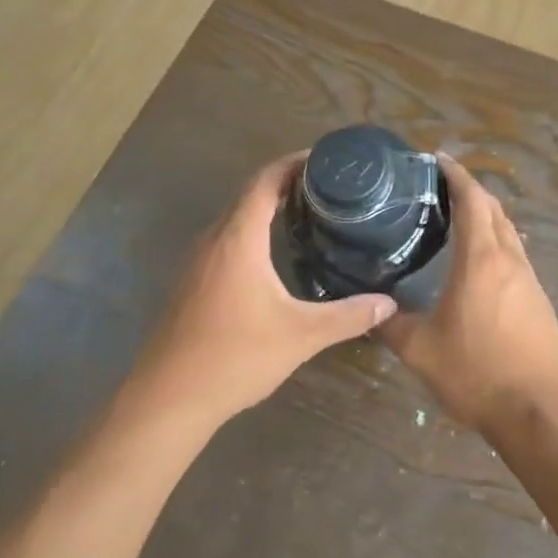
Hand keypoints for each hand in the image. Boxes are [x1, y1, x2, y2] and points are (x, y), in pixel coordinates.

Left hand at [125, 154, 396, 428]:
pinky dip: (252, 233)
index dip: (293, 164)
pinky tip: (273, 256)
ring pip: (235, 219)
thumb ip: (347, 316)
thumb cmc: (235, 356)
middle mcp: (213, 239)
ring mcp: (196, 261)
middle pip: (249, 195)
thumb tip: (388, 302)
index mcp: (237, 238)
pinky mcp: (190, 283)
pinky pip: (225, 241)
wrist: (168, 398)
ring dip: (267, 210)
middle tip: (328, 189)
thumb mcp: (301, 336)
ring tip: (308, 215)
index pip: (264, 181)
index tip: (325, 160)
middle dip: (286, 184)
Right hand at [381, 155, 557, 435]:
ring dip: (485, 216)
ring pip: (508, 231)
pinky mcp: (538, 300)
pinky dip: (495, 241)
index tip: (436, 159)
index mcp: (481, 260)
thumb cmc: (477, 373)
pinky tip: (476, 262)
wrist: (539, 412)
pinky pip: (514, 255)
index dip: (456, 175)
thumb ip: (390, 324)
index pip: (472, 200)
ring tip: (455, 218)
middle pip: (494, 209)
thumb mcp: (421, 350)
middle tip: (438, 186)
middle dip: (469, 190)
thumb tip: (367, 309)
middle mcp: (510, 260)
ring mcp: (529, 280)